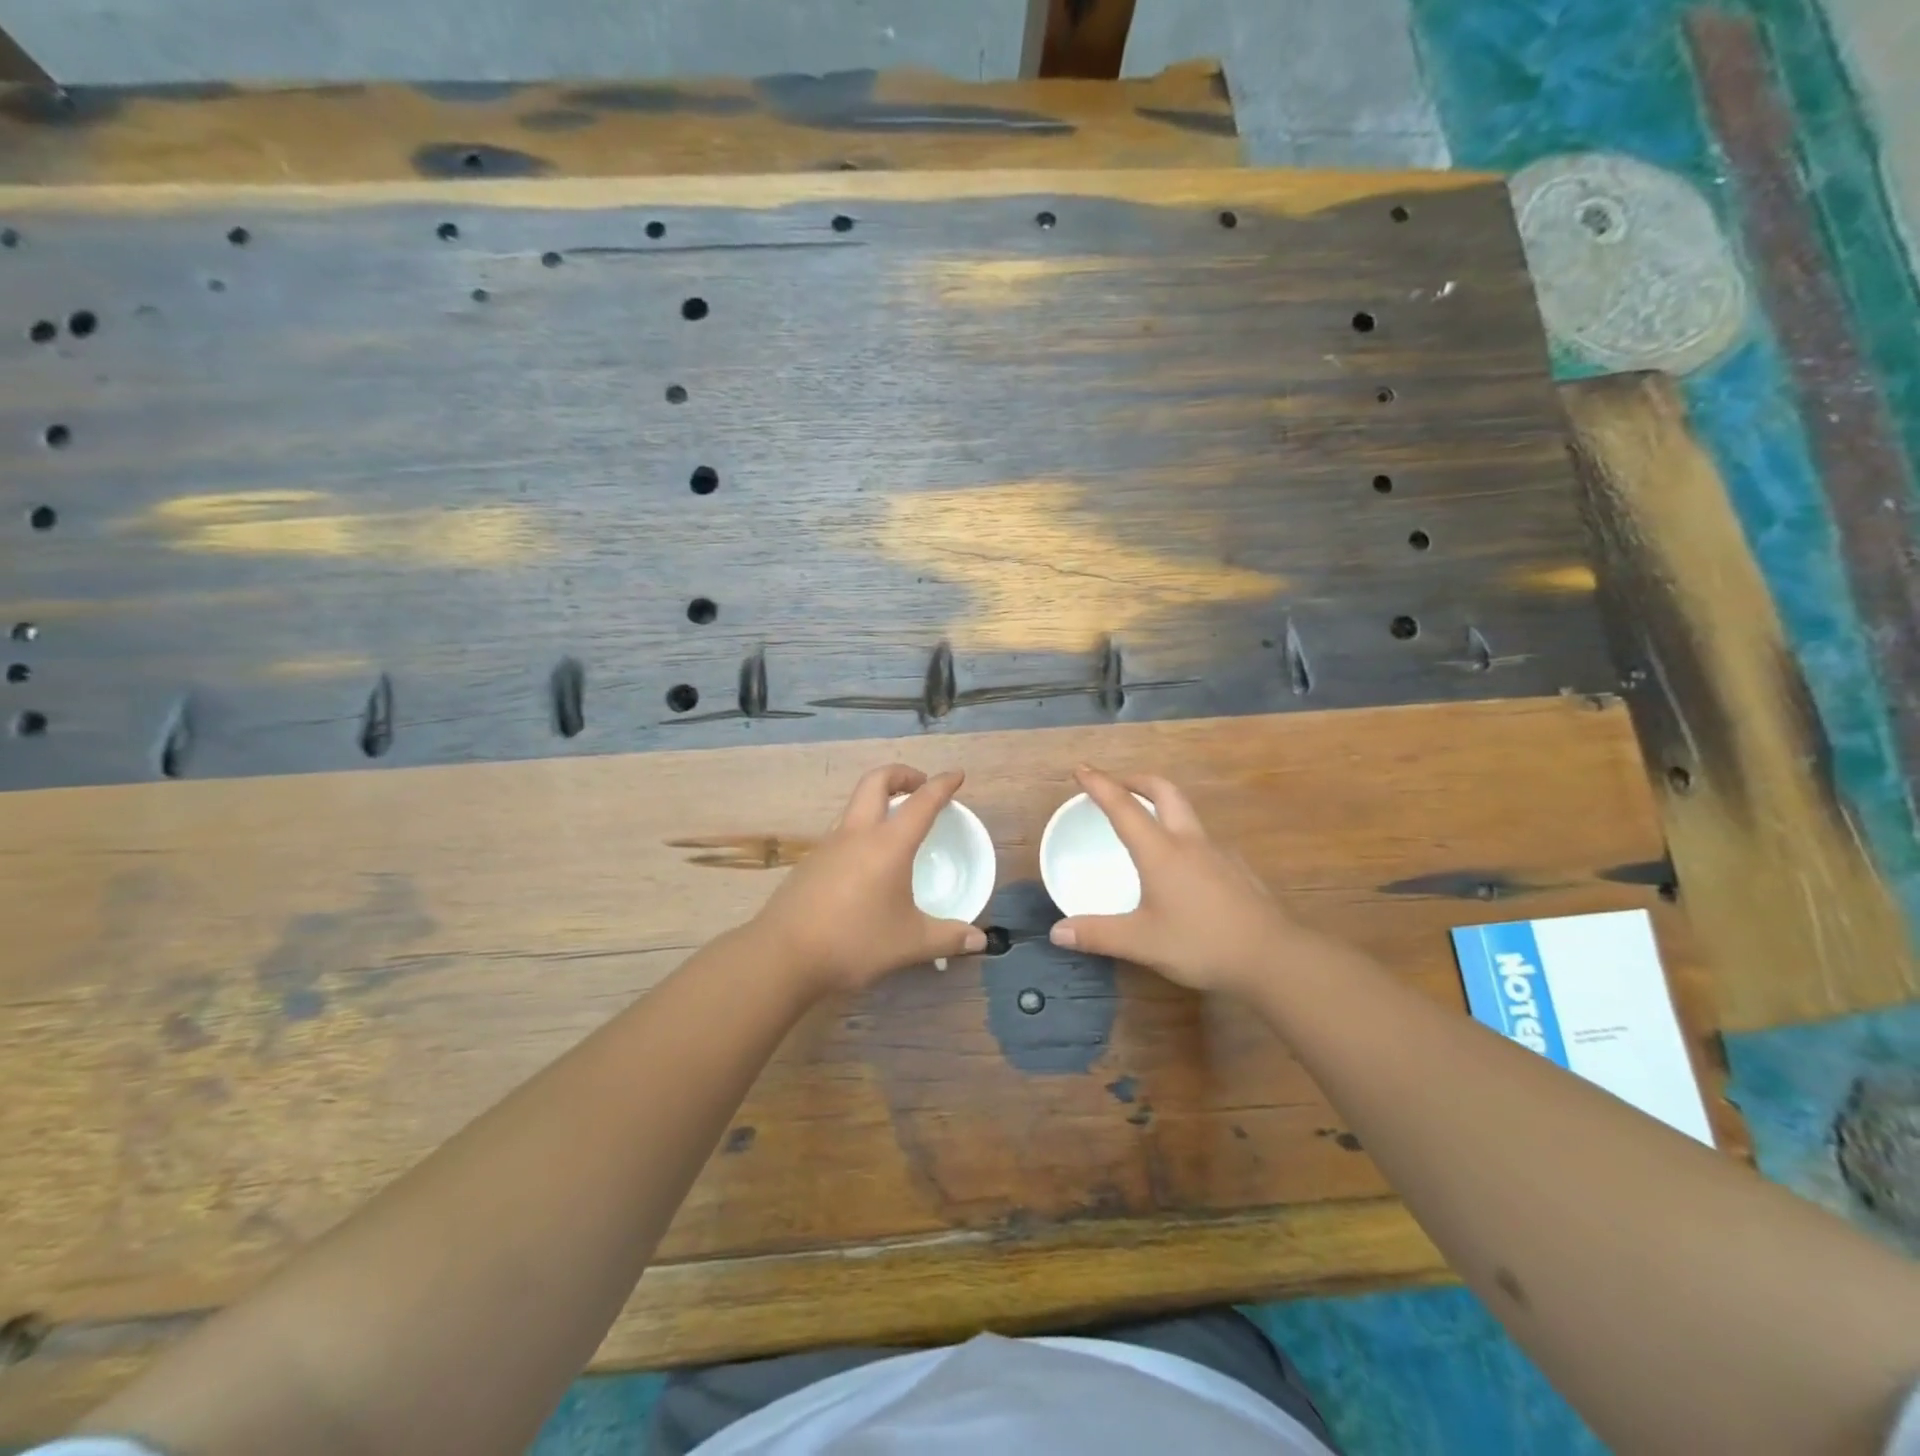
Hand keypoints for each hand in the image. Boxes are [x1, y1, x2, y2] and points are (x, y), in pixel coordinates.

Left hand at [751, 763, 987, 995]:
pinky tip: (866, 863)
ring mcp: (828, 845)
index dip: (942, 784)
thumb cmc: (854, 942)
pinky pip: (841, 830)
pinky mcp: (811, 862)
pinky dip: (861, 829)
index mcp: (888, 844)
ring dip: (878, 800)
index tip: (956, 775)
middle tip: (920, 787)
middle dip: (902, 774)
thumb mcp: (910, 943)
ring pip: (854, 804)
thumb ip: (948, 938)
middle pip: (876, 781)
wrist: (783, 955)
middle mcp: (857, 834)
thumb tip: (979, 940)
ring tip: (895, 824)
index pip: (922, 802)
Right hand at [1048, 766, 1299, 993]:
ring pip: (1186, 812)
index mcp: (1160, 851)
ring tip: (1145, 822)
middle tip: (1116, 785)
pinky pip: (1202, 838)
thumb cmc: (1201, 943)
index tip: (1081, 768)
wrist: (1273, 957)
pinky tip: (1181, 864)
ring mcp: (1218, 852)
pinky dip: (1181, 834)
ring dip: (1161, 804)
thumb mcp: (1141, 942)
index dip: (1100, 784)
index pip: (1123, 806)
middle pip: (1163, 791)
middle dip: (1136, 780)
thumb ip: (1097, 935)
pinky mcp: (1236, 869)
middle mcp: (1189, 841)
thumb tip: (1057, 932)